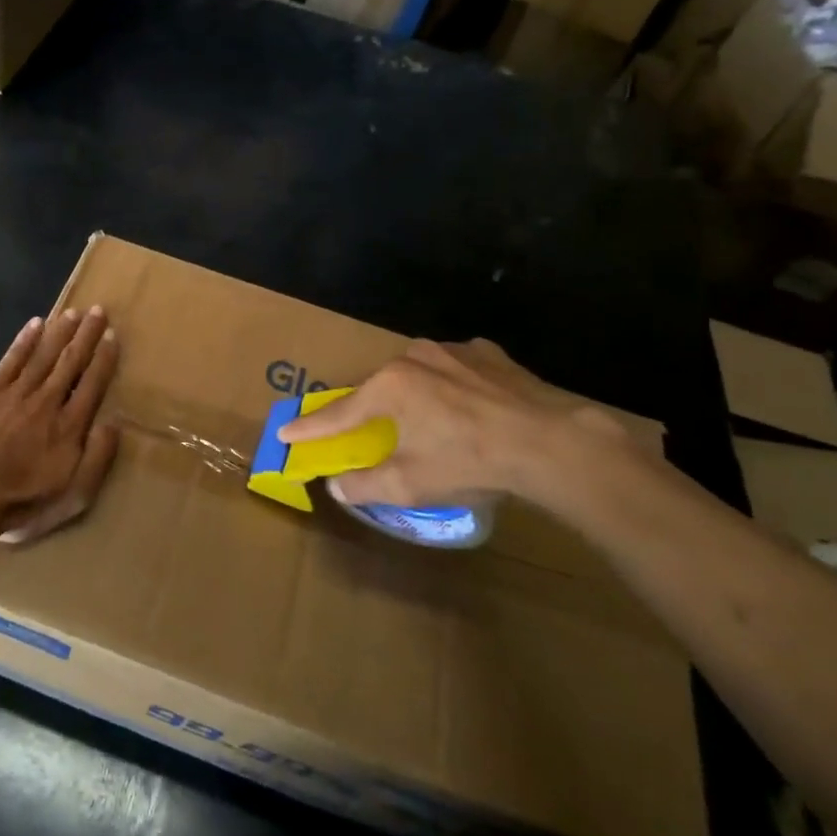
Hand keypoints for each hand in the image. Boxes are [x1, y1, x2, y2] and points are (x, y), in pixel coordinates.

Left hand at [0, 307, 120, 544]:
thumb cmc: (22, 501)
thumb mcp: (74, 495)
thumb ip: (98, 458)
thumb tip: (114, 424)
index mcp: (70, 426)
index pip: (92, 384)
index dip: (104, 359)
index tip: (112, 336)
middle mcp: (47, 401)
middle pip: (71, 362)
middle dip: (86, 335)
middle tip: (98, 311)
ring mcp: (16, 394)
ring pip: (44, 355)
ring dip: (60, 332)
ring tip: (73, 312)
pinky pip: (11, 360)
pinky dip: (25, 340)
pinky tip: (35, 324)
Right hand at [276, 338, 633, 515]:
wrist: (551, 441)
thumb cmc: (470, 462)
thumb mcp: (411, 484)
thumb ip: (366, 484)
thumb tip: (337, 486)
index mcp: (388, 387)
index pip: (338, 413)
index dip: (310, 427)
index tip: (285, 431)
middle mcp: (412, 358)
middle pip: (378, 388)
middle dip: (370, 410)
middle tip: (369, 432)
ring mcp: (452, 350)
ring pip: (418, 374)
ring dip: (414, 396)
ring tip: (431, 424)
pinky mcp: (487, 353)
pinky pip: (455, 369)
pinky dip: (452, 386)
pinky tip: (468, 407)